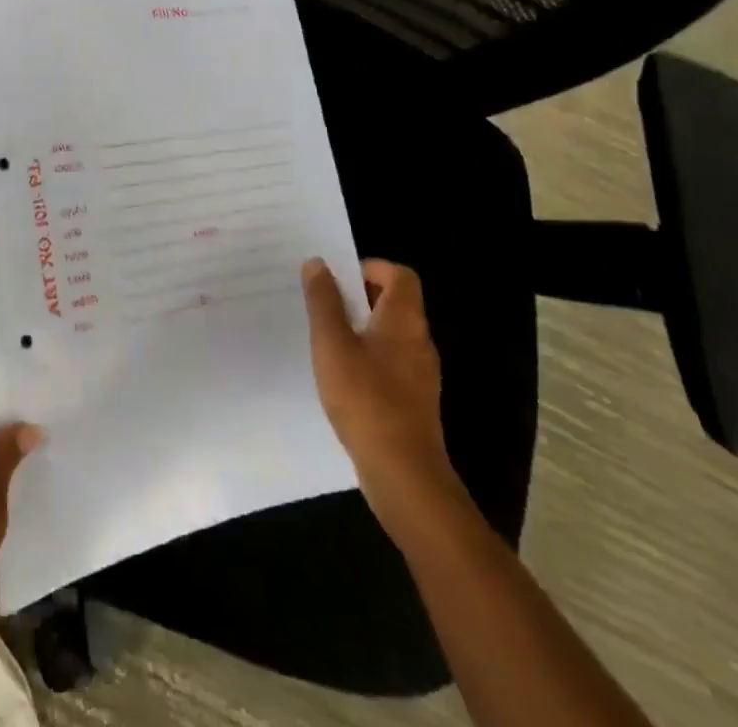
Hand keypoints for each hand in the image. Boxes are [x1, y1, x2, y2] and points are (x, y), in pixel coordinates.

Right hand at [302, 257, 461, 540]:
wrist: (403, 474)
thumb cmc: (365, 398)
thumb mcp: (332, 343)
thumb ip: (324, 301)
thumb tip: (318, 264)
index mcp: (404, 320)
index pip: (400, 275)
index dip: (369, 268)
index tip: (337, 281)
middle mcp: (419, 341)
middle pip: (394, 302)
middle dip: (357, 298)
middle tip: (321, 306)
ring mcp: (419, 373)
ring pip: (389, 334)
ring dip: (359, 329)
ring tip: (324, 340)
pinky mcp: (413, 400)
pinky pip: (389, 362)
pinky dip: (366, 358)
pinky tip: (340, 376)